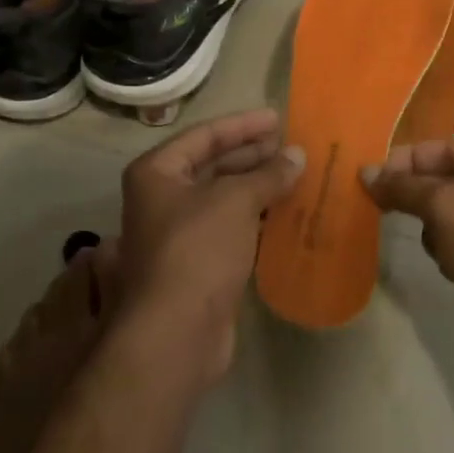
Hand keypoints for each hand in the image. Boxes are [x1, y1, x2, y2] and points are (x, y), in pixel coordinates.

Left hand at [117, 108, 304, 385]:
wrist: (176, 334)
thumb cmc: (197, 250)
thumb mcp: (235, 201)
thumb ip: (267, 174)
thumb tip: (297, 155)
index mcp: (157, 173)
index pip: (204, 135)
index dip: (242, 125)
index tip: (278, 118)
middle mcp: (162, 198)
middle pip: (213, 165)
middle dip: (253, 155)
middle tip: (292, 146)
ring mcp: (179, 234)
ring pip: (225, 199)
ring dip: (259, 187)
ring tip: (297, 174)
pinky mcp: (199, 265)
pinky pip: (232, 228)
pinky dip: (257, 218)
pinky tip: (286, 212)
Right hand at [362, 138, 453, 371]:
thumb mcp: (444, 208)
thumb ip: (403, 187)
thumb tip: (366, 171)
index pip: (444, 147)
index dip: (405, 161)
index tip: (369, 178)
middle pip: (448, 177)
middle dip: (421, 198)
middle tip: (385, 209)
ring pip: (451, 210)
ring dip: (437, 228)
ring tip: (443, 249)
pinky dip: (451, 248)